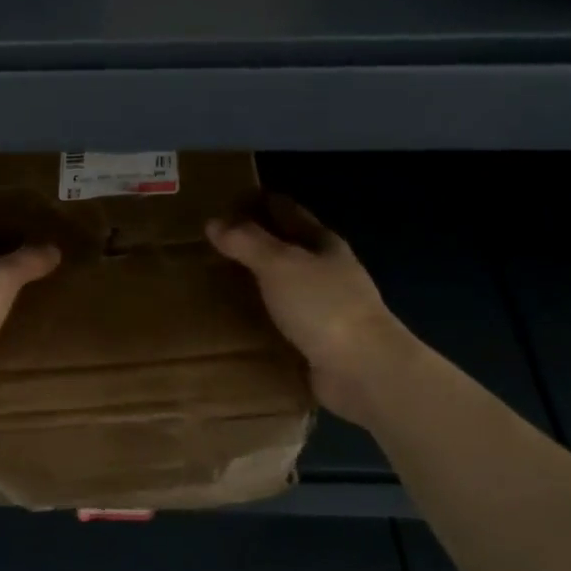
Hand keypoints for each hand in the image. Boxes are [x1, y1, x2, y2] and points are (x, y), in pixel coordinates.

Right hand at [207, 204, 404, 424]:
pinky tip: (233, 320)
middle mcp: (325, 271)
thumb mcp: (280, 264)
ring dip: (254, 282)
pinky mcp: (315, 340)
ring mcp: (323, 307)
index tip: (223, 201)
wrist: (363, 370)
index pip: (286, 211)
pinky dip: (259, 317)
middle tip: (208, 242)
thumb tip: (214, 222)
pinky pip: (280, 321)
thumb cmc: (323, 306)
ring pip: (282, 285)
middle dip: (252, 242)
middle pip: (285, 248)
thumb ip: (247, 242)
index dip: (258, 202)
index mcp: (323, 243)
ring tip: (213, 281)